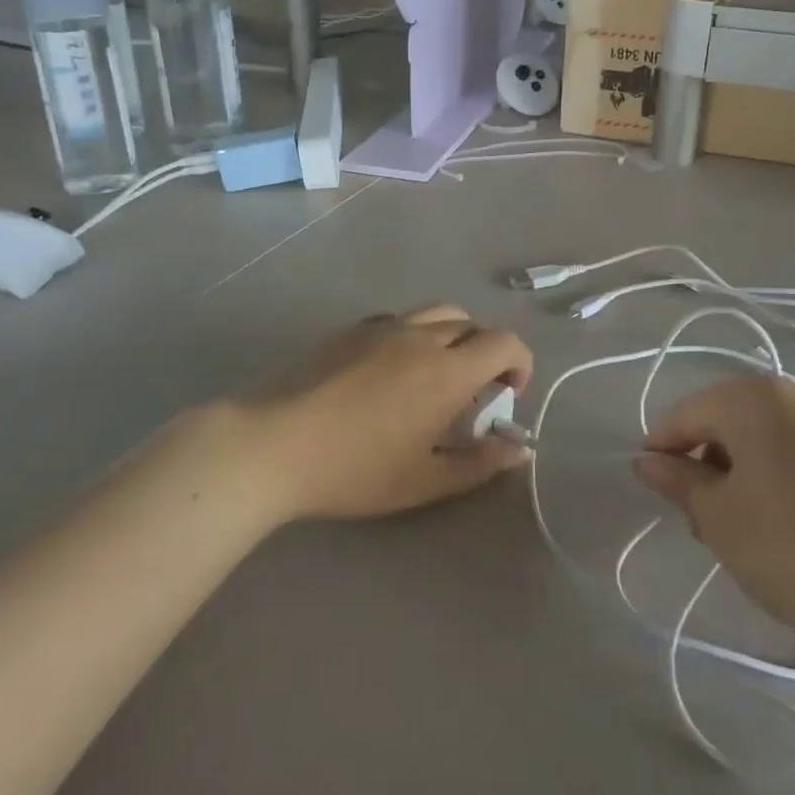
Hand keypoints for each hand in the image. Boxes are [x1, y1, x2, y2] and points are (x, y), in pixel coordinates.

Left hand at [231, 304, 532, 522]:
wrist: (274, 444)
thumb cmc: (355, 470)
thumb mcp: (424, 481)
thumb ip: (480, 463)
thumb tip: (520, 447)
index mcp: (447, 370)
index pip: (504, 342)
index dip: (519, 363)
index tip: (508, 395)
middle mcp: (420, 336)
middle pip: (472, 324)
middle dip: (485, 352)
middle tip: (471, 394)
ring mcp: (381, 327)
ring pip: (435, 313)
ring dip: (451, 336)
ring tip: (434, 375)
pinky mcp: (350, 329)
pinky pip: (398, 319)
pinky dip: (413, 335)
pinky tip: (390, 371)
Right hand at [634, 377, 794, 654]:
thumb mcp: (720, 519)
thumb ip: (678, 482)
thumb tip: (648, 461)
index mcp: (754, 397)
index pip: (687, 414)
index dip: (663, 450)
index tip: (657, 492)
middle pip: (731, 421)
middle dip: (708, 464)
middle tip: (703, 522)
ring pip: (772, 440)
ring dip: (747, 475)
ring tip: (748, 532)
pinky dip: (787, 481)